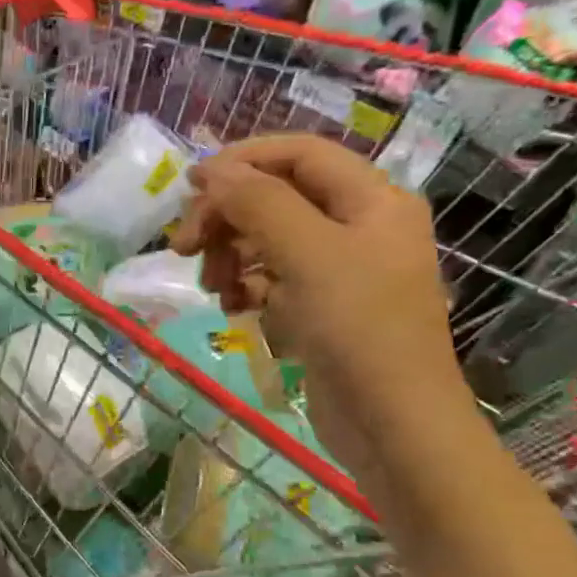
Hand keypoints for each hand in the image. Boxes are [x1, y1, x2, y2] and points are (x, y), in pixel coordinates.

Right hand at [172, 136, 476, 486]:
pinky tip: (233, 309)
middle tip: (183, 249)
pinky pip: (272, 278)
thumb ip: (258, 203)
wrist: (392, 422)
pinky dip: (246, 287)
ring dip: (230, 255)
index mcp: (371, 199)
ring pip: (267, 239)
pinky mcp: (321, 306)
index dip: (241, 161)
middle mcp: (358, 225)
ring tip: (213, 289)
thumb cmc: (358, 328)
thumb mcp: (307, 254)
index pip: (298, 154)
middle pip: (276, 197)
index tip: (189, 187)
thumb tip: (213, 171)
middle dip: (227, 217)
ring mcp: (340, 269)